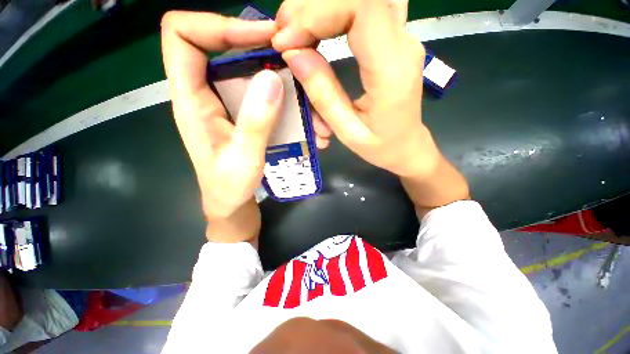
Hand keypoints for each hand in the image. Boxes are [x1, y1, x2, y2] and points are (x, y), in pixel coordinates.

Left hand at [161, 12, 282, 242]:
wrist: (230, 203)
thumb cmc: (229, 187)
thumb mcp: (245, 159)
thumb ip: (256, 122)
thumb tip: (272, 78)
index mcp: (190, 100)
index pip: (182, 36)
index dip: (217, 24)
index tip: (260, 36)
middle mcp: (204, 93)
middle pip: (220, 45)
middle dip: (258, 46)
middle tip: (293, 60)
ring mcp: (224, 103)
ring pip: (246, 69)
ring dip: (278, 76)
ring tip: (306, 96)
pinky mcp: (240, 113)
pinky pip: (259, 92)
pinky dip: (282, 96)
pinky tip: (302, 113)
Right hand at [272, 0, 439, 177]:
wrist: (407, 146)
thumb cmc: (381, 146)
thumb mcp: (348, 132)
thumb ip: (323, 95)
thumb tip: (293, 54)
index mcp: (392, 70)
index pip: (361, 8)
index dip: (316, 14)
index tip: (286, 41)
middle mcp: (402, 44)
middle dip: (312, 9)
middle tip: (283, 34)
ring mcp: (400, 38)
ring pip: (358, 1)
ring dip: (319, 10)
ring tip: (294, 34)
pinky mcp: (392, 41)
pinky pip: (361, 12)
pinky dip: (331, 15)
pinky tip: (314, 33)